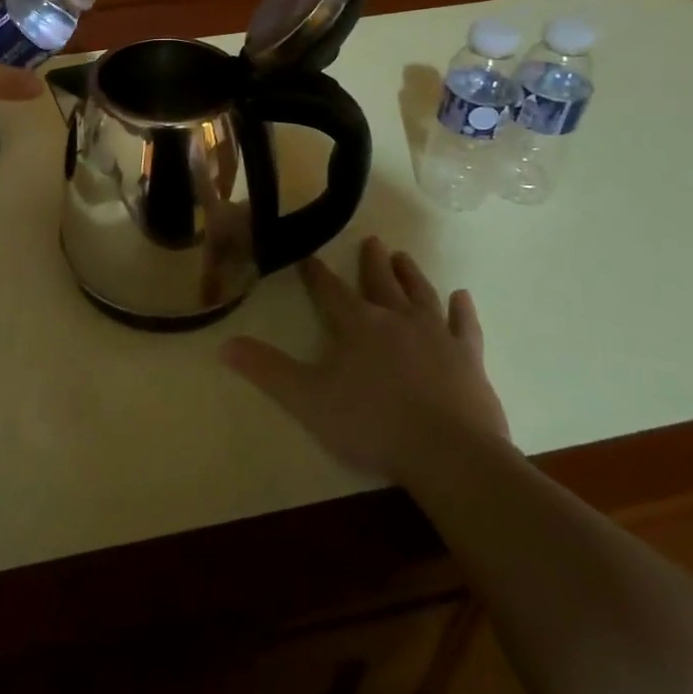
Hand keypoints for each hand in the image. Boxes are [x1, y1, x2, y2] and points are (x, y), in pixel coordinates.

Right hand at [222, 237, 509, 482]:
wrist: (450, 454)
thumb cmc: (373, 425)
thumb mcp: (308, 400)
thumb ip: (268, 370)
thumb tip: (224, 345)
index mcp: (358, 325)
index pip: (330, 290)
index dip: (316, 274)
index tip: (308, 256)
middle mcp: (396, 318)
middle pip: (380, 282)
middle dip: (371, 261)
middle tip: (371, 240)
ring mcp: (436, 335)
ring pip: (420, 294)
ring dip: (410, 274)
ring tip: (403, 256)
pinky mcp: (468, 358)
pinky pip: (464, 325)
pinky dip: (462, 310)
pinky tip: (461, 297)